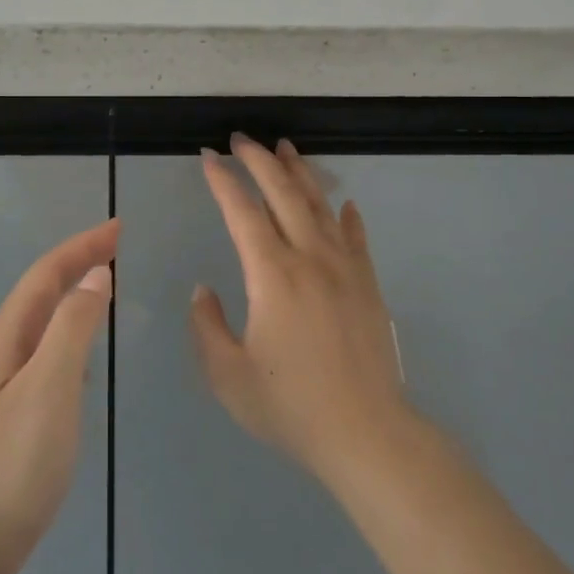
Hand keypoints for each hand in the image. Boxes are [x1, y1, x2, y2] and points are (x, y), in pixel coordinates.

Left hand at [0, 220, 116, 573]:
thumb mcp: (50, 388)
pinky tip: (82, 350)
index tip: (118, 228)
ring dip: (71, 295)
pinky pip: (42, 350)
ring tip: (103, 285)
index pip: (46, 274)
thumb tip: (95, 276)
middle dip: (77, 263)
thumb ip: (73, 327)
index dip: (82, 247)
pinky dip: (67, 332)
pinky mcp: (7, 411)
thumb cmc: (13, 461)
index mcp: (6, 337)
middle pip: (39, 292)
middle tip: (117, 247)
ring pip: (39, 321)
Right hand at [192, 136, 410, 484]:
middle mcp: (310, 259)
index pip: (242, 212)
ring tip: (286, 148)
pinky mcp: (369, 286)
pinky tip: (344, 202)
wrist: (367, 434)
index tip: (208, 157)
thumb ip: (208, 327)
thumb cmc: (291, 407)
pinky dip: (347, 215)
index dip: (223, 181)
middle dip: (260, 161)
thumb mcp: (228, 375)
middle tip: (241, 139)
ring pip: (321, 206)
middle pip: (284, 194)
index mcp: (272, 275)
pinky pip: (356, 237)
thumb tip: (204, 290)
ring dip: (300, 174)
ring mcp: (346, 269)